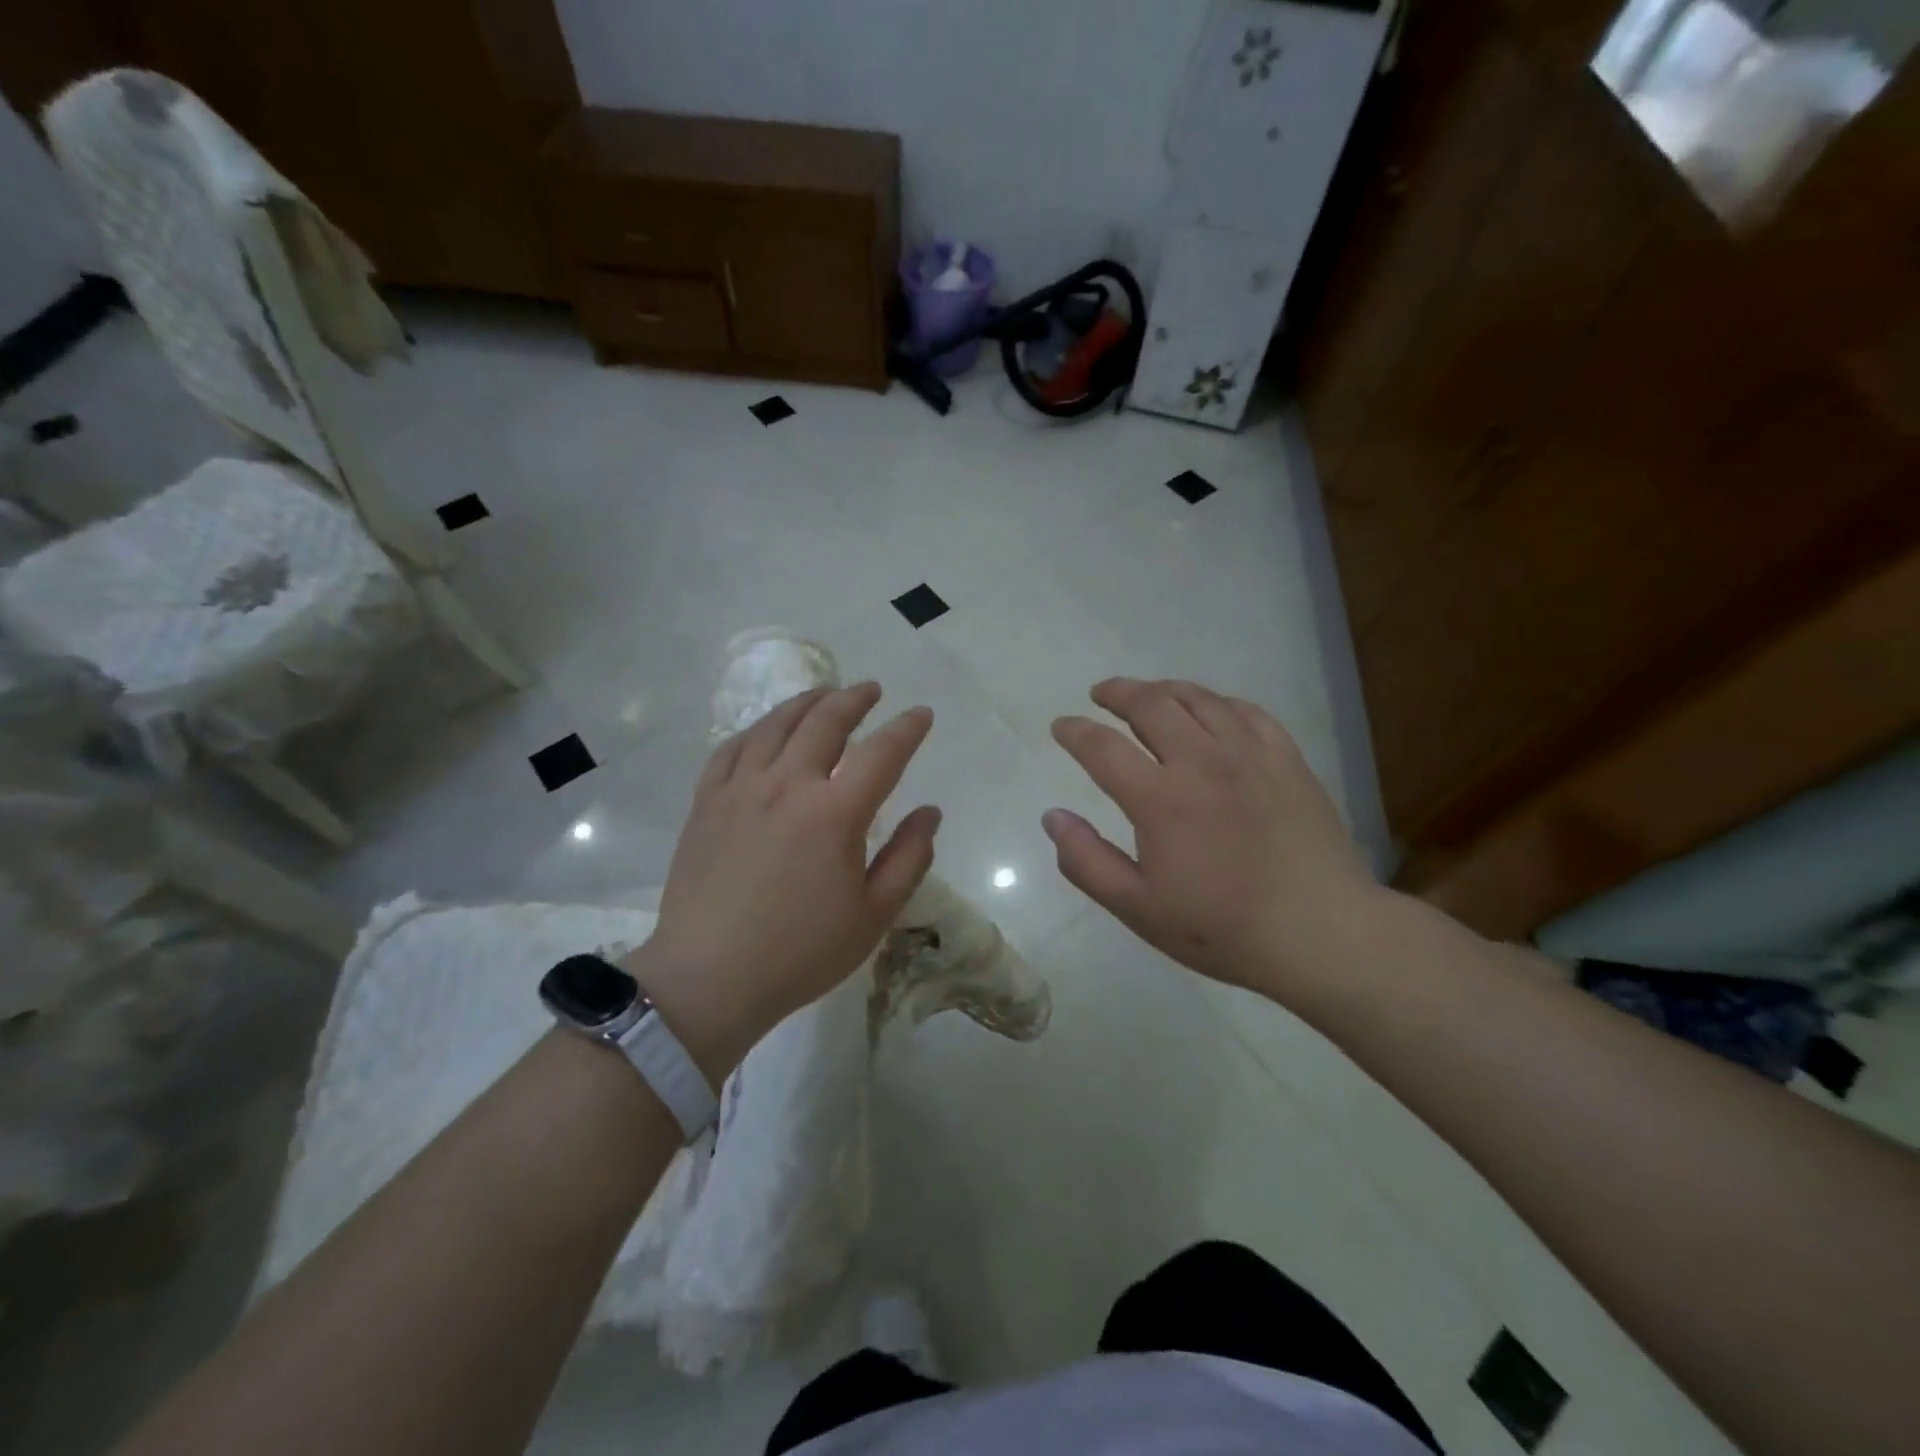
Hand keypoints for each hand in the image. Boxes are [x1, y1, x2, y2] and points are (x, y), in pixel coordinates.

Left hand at [624, 684, 938, 1080]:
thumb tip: (929, 812)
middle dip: (854, 699)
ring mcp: (741, 789)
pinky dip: (757, 729)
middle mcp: (788, 785)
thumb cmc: (800, 951)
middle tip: (871, 690)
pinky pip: (732, 747)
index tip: (922, 714)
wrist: (709, 977)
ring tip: (824, 694)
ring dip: (807, 702)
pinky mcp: (707, 802)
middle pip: (825, 722)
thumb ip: (909, 858)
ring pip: (777, 725)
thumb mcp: (873, 915)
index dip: (907, 728)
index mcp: (834, 813)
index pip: (882, 753)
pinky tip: (767, 730)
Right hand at [1045, 678, 1377, 995]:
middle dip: (1117, 693)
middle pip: (1150, 705)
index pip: (1103, 747)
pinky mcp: (1287, 759)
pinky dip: (1217, 702)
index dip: (1075, 732)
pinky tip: (1210, 710)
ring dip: (1163, 689)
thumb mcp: (1138, 908)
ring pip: (1198, 699)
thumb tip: (1052, 817)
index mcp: (1160, 799)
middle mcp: (1201, 762)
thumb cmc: (1221, 928)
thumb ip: (1087, 861)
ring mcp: (1249, 755)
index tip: (1061, 726)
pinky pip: (1246, 712)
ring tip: (1147, 693)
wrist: (1320, 933)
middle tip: (1101, 695)